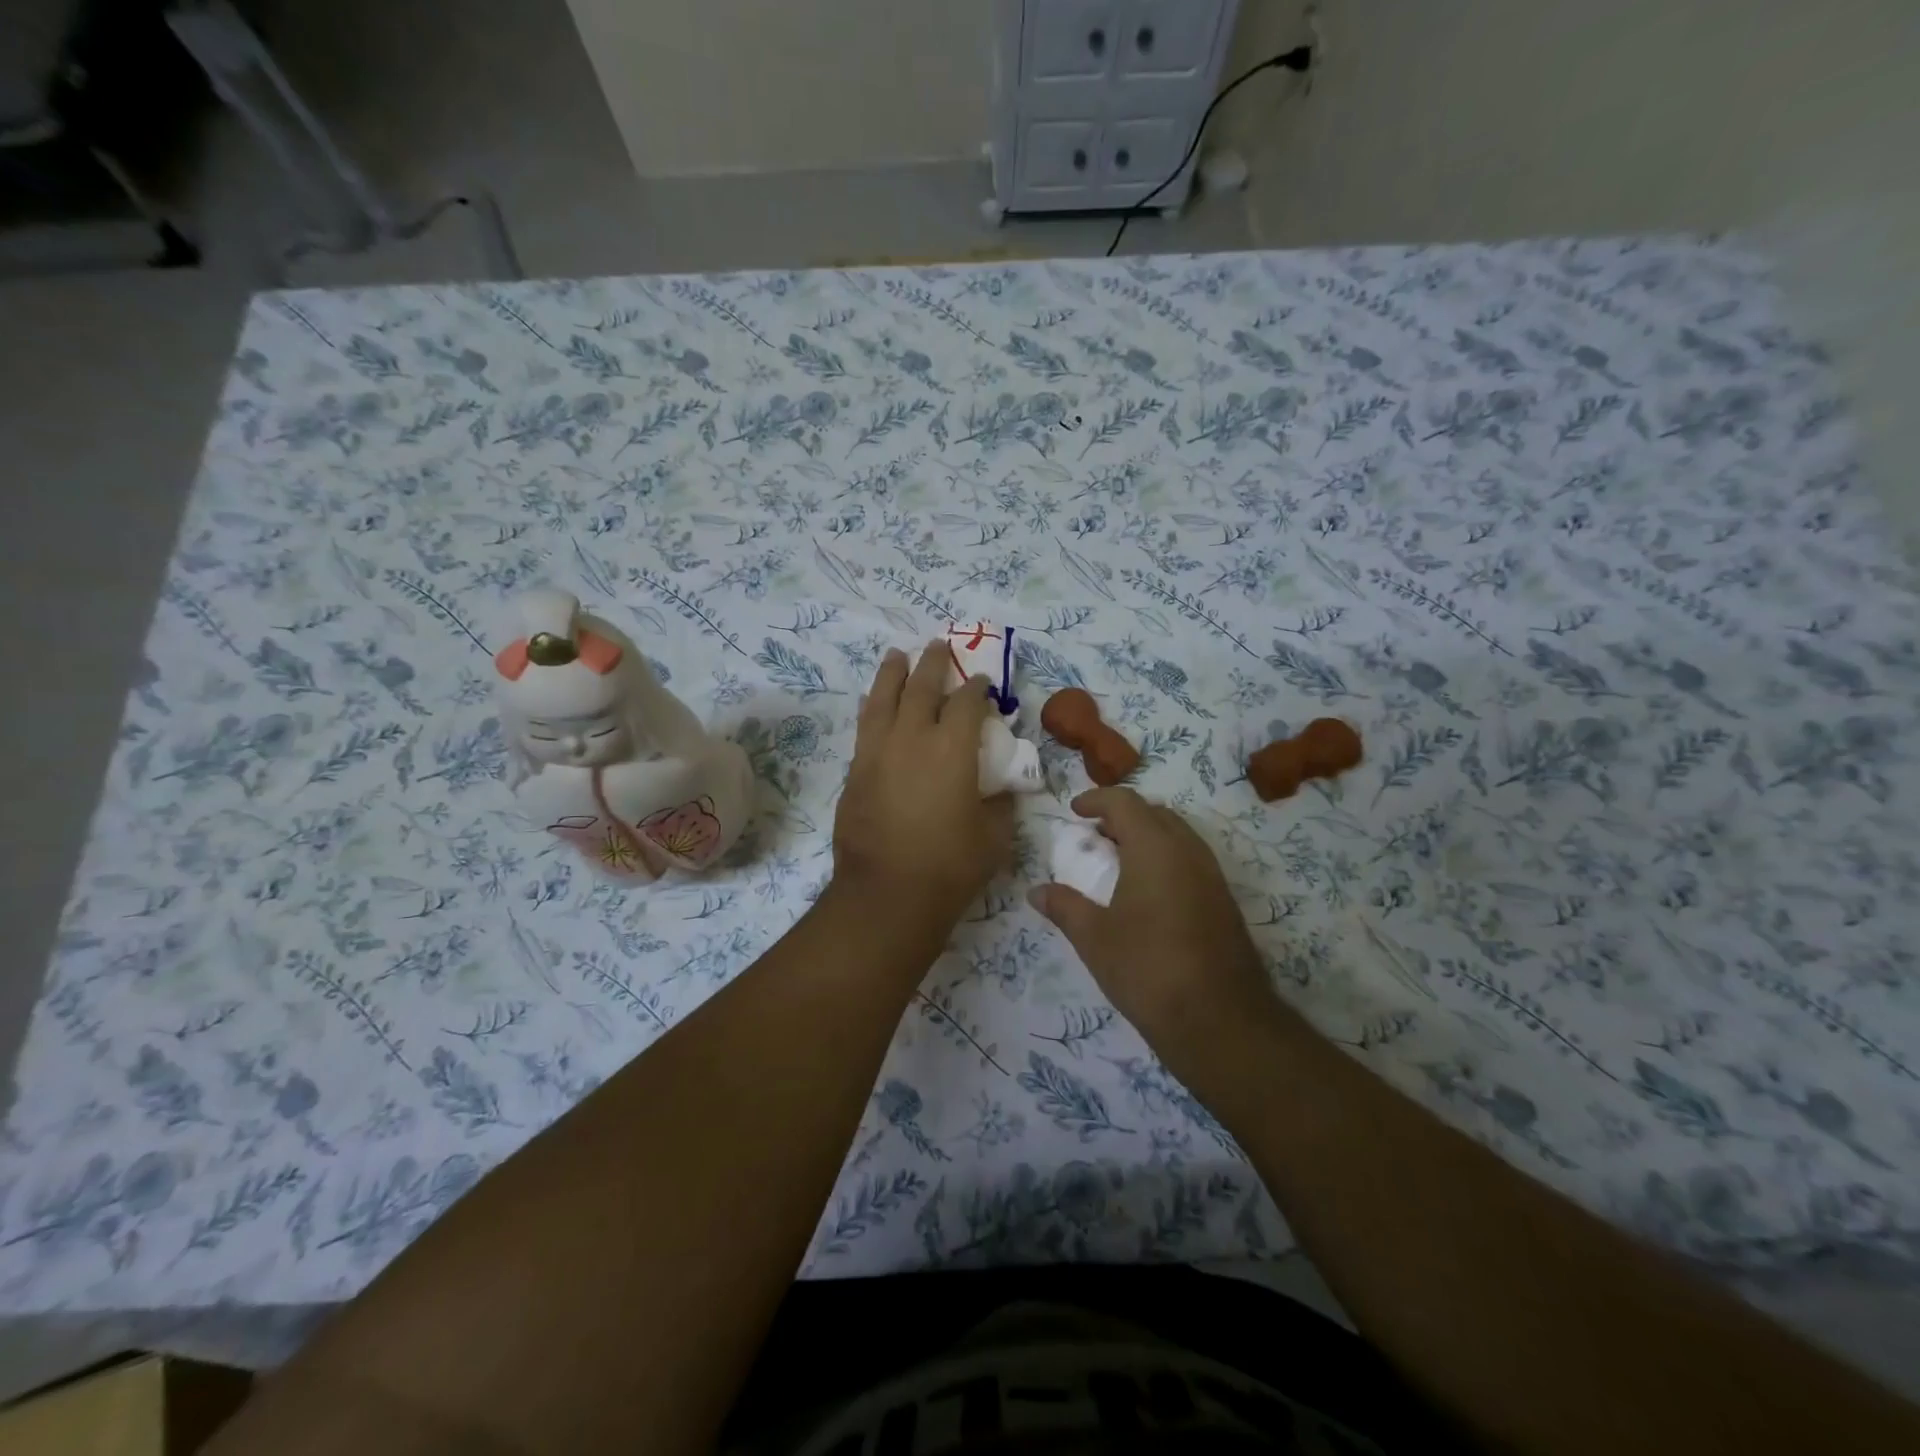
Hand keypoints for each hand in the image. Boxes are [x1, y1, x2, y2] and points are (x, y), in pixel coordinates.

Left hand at [833, 642, 1015, 936]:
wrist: (887, 894)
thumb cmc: (950, 866)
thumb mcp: (994, 837)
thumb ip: (999, 805)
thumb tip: (999, 791)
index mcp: (953, 749)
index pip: (968, 703)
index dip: (977, 688)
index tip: (982, 681)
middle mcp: (913, 738)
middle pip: (922, 687)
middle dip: (933, 663)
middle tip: (938, 645)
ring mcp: (878, 752)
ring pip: (883, 698)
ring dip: (892, 673)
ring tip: (897, 656)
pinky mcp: (856, 771)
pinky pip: (865, 726)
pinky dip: (873, 708)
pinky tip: (873, 703)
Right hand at [1030, 788, 1280, 1076]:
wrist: (1220, 1021)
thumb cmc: (1148, 969)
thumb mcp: (1095, 938)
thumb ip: (1064, 907)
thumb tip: (1036, 891)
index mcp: (1155, 848)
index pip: (1125, 802)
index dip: (1096, 800)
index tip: (1074, 812)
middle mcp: (1188, 851)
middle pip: (1155, 813)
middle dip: (1122, 816)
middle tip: (1094, 837)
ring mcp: (1212, 875)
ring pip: (1177, 835)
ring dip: (1146, 836)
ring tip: (1118, 862)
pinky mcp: (1224, 900)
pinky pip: (1191, 859)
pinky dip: (1165, 858)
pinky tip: (1147, 893)